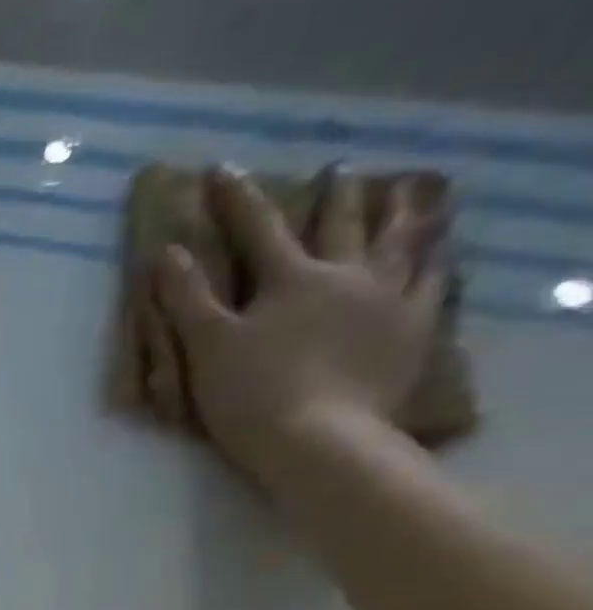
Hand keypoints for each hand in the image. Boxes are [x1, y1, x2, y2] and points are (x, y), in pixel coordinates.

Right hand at [150, 165, 450, 481]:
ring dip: (403, 215)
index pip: (258, 229)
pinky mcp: (414, 331)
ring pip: (402, 244)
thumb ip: (187, 297)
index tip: (221, 169)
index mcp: (291, 279)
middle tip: (340, 171)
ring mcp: (389, 301)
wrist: (320, 440)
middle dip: (335, 197)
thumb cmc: (251, 393)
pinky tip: (441, 253)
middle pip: (342, 225)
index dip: (236, 199)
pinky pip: (434, 283)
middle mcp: (348, 276)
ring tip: (413, 193)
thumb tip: (167, 252)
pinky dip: (436, 261)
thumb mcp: (207, 345)